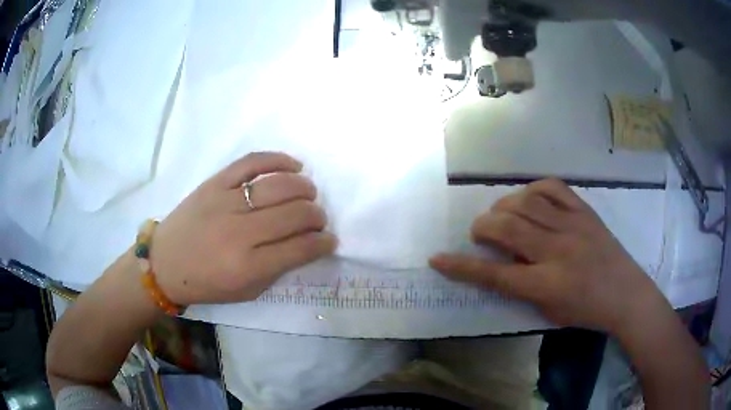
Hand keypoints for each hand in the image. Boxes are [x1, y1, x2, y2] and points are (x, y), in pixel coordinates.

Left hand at [152, 152, 336, 305]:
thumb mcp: (246, 291)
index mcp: (247, 266)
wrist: (165, 263)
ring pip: (277, 186)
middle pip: (293, 214)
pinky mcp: (214, 183)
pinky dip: (277, 159)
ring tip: (309, 194)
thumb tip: (305, 244)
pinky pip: (251, 162)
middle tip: (319, 219)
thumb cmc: (206, 283)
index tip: (330, 240)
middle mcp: (239, 232)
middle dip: (316, 216)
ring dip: (303, 188)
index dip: (322, 243)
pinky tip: (293, 165)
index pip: (299, 248)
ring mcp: (225, 202)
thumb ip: (277, 269)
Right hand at [430, 179, 664, 333]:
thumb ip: (522, 288)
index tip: (437, 258)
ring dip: (503, 205)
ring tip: (501, 214)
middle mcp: (557, 250)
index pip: (494, 274)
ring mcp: (573, 225)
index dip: (461, 266)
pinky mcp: (585, 211)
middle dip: (482, 227)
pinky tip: (528, 198)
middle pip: (507, 227)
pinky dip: (533, 189)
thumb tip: (499, 264)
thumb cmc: (586, 312)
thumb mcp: (549, 312)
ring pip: (526, 202)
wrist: (626, 294)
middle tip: (479, 233)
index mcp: (546, 284)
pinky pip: (553, 187)